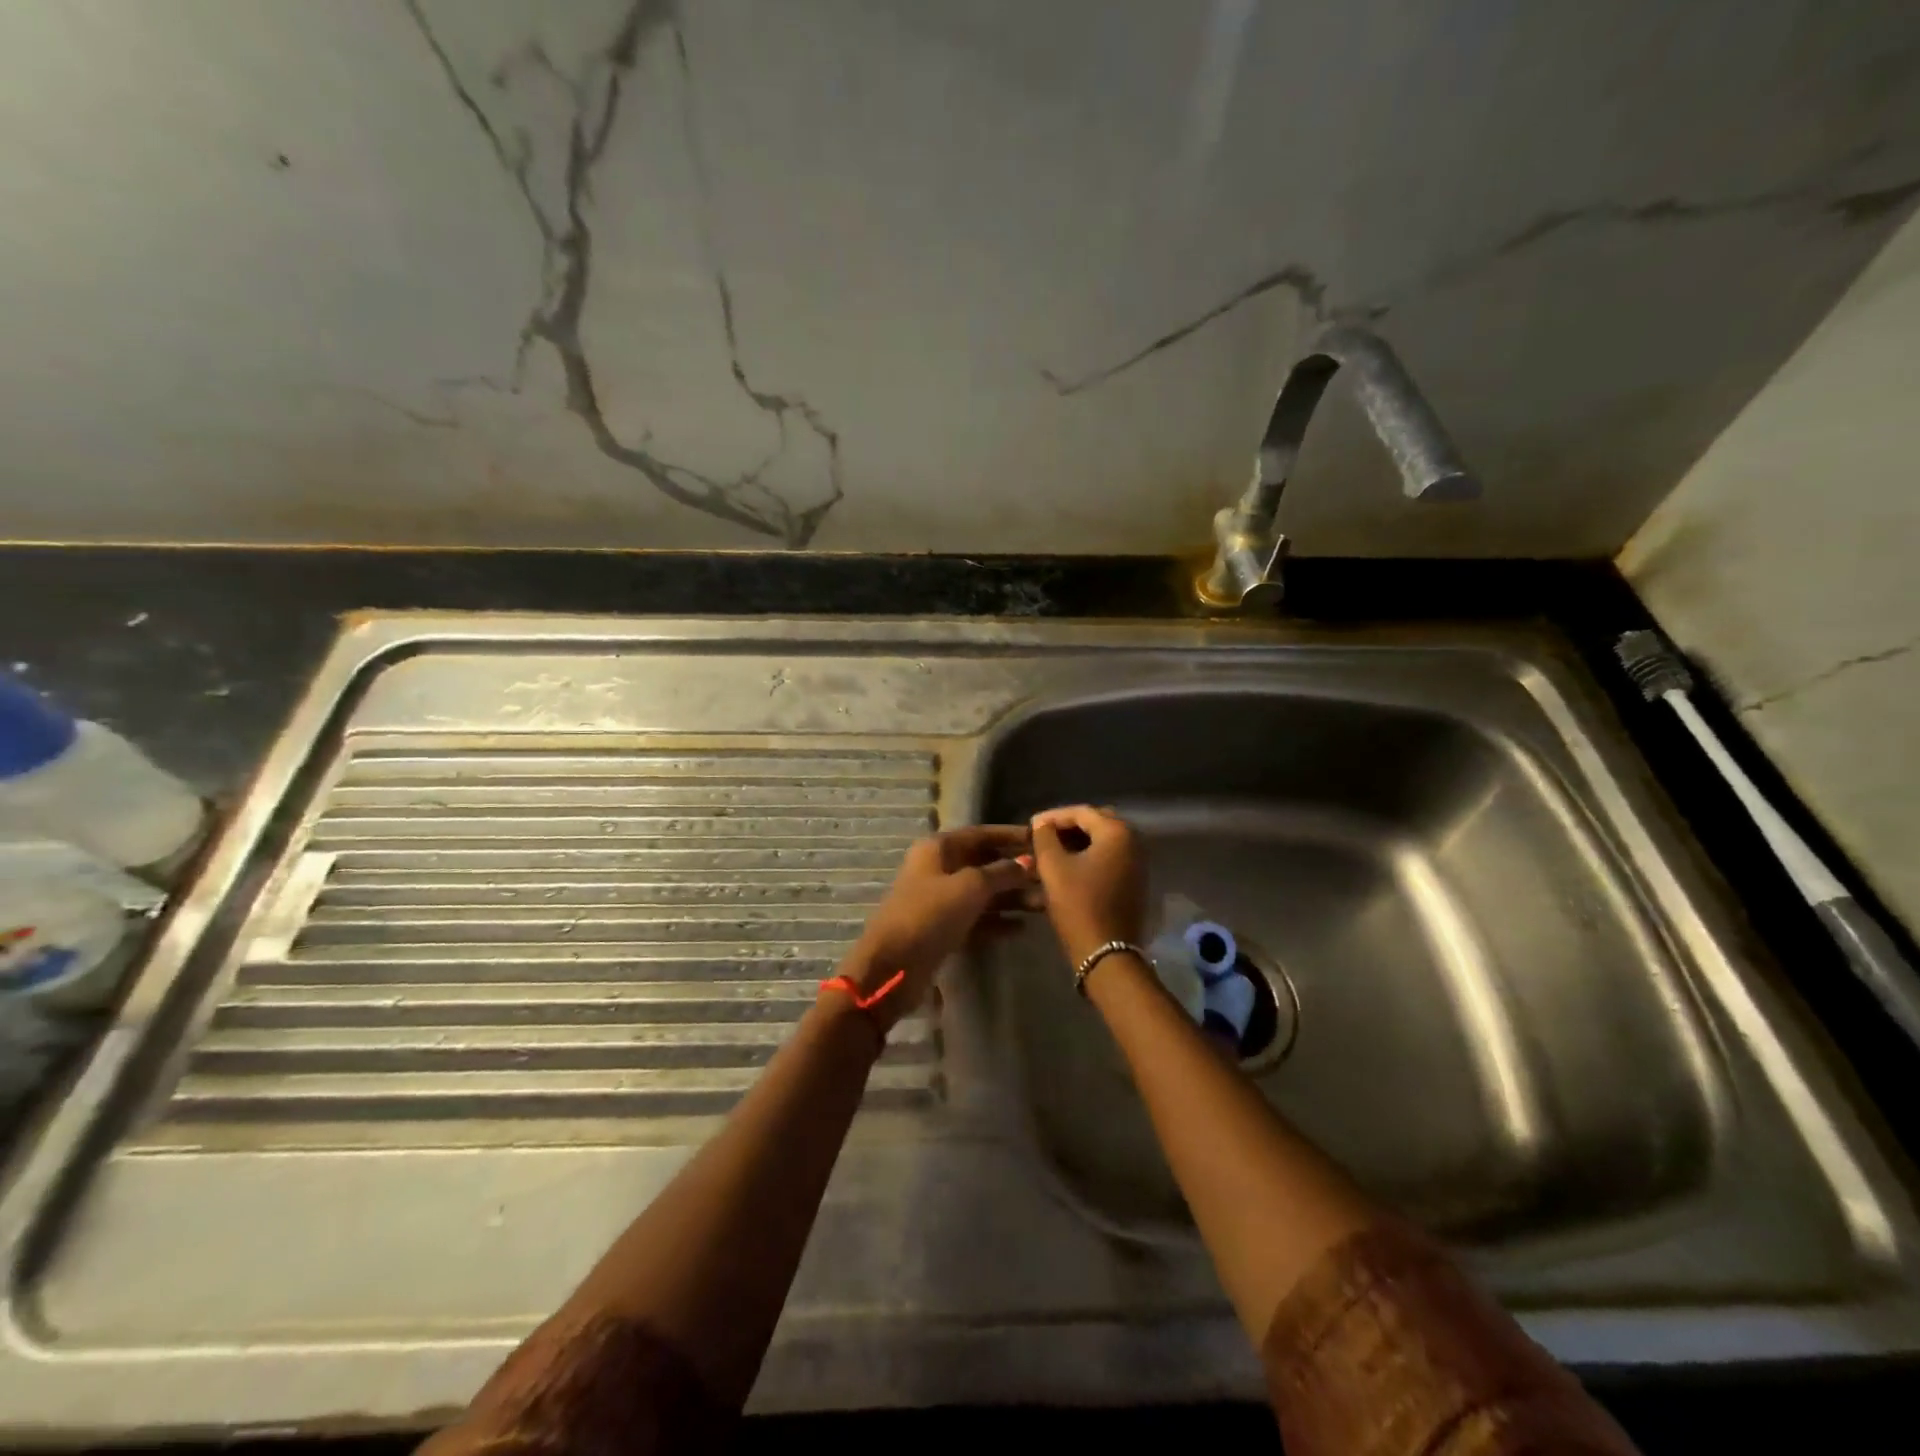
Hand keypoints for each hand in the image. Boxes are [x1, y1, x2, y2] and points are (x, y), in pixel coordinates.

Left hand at [841, 826, 1034, 1021]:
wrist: (892, 967)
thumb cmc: (929, 915)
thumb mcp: (970, 887)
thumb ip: (1001, 872)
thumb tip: (1028, 862)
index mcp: (938, 848)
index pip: (981, 834)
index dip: (1010, 836)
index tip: (1041, 839)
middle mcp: (938, 868)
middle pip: (983, 863)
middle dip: (1015, 869)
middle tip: (1049, 877)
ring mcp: (940, 900)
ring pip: (982, 892)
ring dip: (1011, 897)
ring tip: (1043, 904)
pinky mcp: (943, 928)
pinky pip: (976, 918)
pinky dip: (997, 920)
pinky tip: (1022, 928)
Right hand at [1030, 805, 1147, 965]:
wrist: (1107, 954)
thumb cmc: (1078, 905)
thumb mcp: (1053, 867)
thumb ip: (1045, 837)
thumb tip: (1042, 824)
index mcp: (1117, 832)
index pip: (1081, 812)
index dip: (1052, 816)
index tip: (1030, 825)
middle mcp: (1134, 842)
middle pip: (1095, 823)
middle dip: (1067, 828)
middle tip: (1042, 837)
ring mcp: (1137, 864)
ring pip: (1102, 842)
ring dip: (1077, 843)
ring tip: (1050, 853)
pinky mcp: (1134, 882)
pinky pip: (1109, 859)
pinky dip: (1088, 858)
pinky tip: (1067, 868)